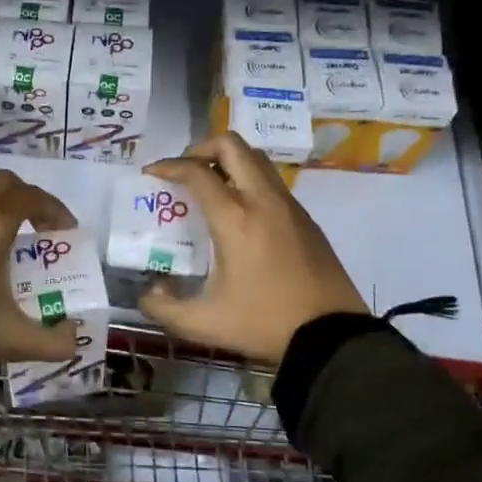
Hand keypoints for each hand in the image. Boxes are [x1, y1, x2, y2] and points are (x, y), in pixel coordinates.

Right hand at [138, 132, 366, 364]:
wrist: (331, 336)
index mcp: (235, 218)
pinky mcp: (305, 218)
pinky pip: (271, 181)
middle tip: (184, 171)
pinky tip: (239, 213)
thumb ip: (164, 308)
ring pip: (256, 158)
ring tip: (210, 187)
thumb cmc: (264, 323)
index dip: (169, 166)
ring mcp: (289, 206)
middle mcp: (263, 200)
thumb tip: (150, 292)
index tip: (152, 173)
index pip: (197, 172)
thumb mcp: (204, 324)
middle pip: (231, 145)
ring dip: (228, 161)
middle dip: (201, 149)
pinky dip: (249, 180)